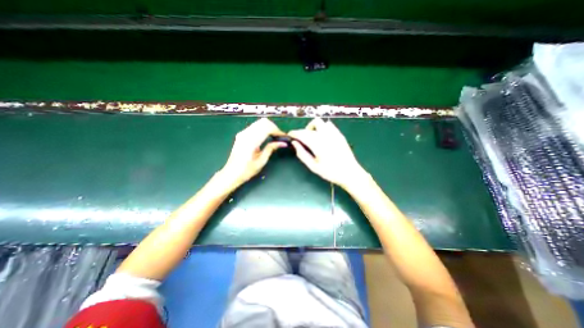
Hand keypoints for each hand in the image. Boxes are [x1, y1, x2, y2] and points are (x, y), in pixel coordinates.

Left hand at [219, 118, 286, 186]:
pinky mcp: (241, 134)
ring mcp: (242, 133)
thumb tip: (283, 143)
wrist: (231, 173)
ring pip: (259, 122)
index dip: (277, 130)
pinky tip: (266, 136)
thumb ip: (271, 149)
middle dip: (274, 127)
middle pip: (263, 122)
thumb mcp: (261, 161)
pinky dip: (263, 128)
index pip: (267, 128)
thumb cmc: (247, 170)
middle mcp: (246, 134)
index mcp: (251, 141)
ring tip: (274, 136)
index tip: (284, 136)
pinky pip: (255, 126)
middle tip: (279, 136)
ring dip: (268, 127)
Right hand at [289, 120, 365, 188]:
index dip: (294, 133)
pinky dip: (322, 127)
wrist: (350, 173)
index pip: (302, 134)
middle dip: (302, 131)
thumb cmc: (330, 172)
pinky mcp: (339, 134)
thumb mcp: (313, 166)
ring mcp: (334, 133)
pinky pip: (329, 125)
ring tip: (312, 137)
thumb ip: (302, 154)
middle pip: (310, 126)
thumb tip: (295, 143)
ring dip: (313, 127)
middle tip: (301, 140)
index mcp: (318, 144)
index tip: (290, 135)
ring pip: (320, 122)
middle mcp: (325, 135)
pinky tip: (322, 136)